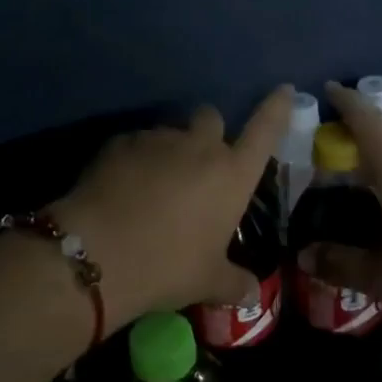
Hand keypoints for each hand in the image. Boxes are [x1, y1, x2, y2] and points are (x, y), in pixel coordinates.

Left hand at [54, 86, 293, 325]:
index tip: (283, 90)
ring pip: (171, 132)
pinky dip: (135, 160)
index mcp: (232, 174)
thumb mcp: (207, 282)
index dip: (276, 108)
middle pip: (211, 118)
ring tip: (152, 186)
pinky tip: (122, 189)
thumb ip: (234, 283)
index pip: (265, 130)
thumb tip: (251, 292)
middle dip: (208, 133)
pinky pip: (136, 144)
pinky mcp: (120, 142)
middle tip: (197, 165)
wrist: (98, 254)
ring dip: (169, 151)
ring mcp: (158, 139)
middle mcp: (200, 147)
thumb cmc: (168, 266)